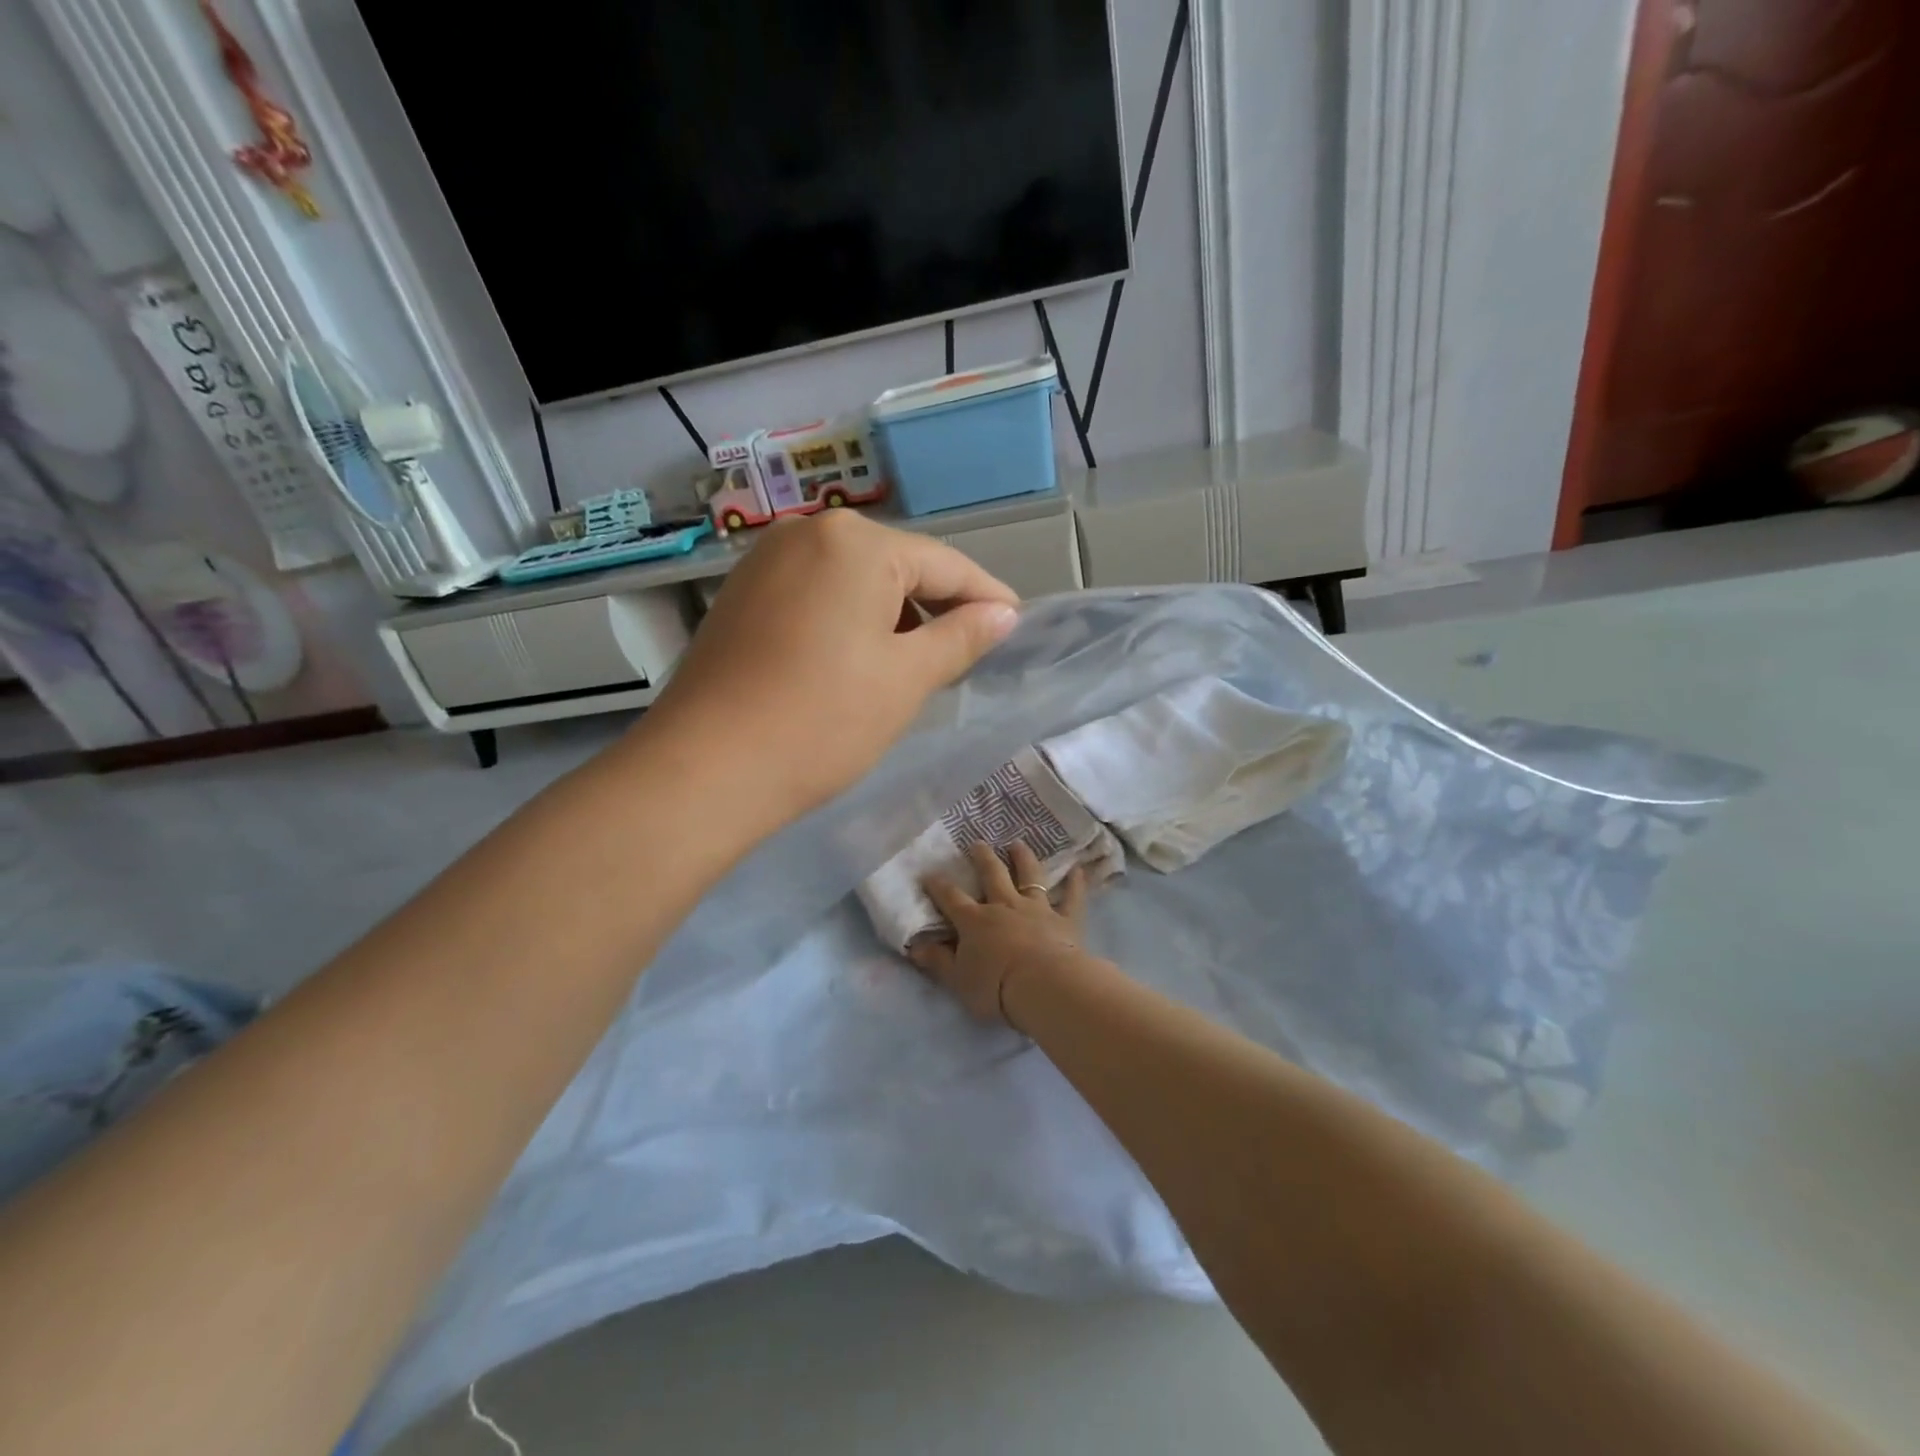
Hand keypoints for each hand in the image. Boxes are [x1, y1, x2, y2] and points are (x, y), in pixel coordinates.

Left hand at [647, 512, 1019, 820]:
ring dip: (891, 616)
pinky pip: (815, 594)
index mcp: (855, 542)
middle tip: (966, 653)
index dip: (985, 596)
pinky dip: (848, 620)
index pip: (943, 562)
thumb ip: (961, 637)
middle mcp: (806, 533)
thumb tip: (1003, 614)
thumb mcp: (906, 678)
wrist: (705, 769)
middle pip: (895, 565)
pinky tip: (856, 660)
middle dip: (935, 607)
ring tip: (913, 665)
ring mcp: (765, 562)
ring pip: (853, 580)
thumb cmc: (822, 720)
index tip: (1015, 624)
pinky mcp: (741, 595)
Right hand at [912, 841, 1092, 1028]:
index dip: (938, 886)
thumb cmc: (995, 986)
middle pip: (992, 875)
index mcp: (975, 921)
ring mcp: (1037, 909)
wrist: (1043, 986)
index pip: (951, 898)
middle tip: (978, 843)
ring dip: (1023, 858)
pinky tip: (1079, 869)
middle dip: (983, 858)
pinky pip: (1071, 898)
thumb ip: (937, 961)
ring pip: (1029, 877)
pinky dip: (1076, 884)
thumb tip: (915, 946)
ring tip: (1018, 844)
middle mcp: (1004, 906)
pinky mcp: (1065, 920)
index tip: (929, 874)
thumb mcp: (957, 979)